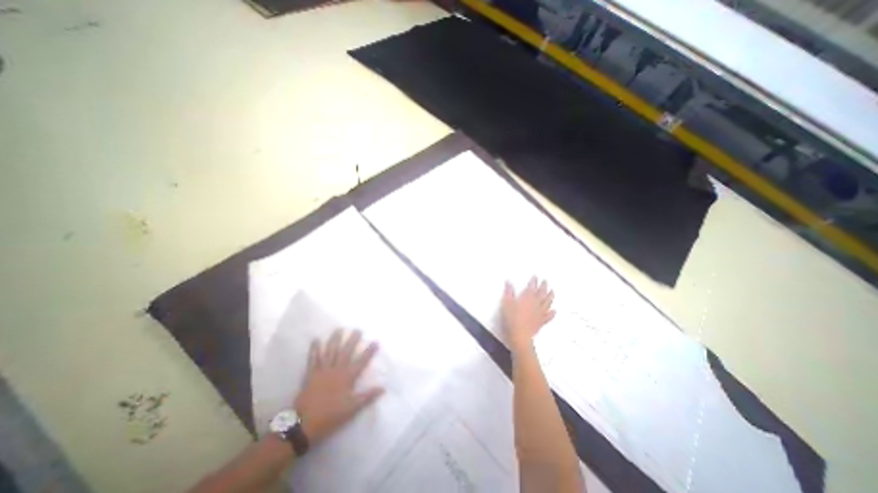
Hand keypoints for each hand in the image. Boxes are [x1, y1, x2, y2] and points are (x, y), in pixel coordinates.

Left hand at [294, 331, 385, 446]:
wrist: (304, 425)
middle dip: (353, 340)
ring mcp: (323, 370)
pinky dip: (314, 349)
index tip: (376, 341)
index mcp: (348, 377)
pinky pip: (313, 359)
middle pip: (346, 352)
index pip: (362, 361)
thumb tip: (383, 388)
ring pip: (331, 351)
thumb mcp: (352, 408)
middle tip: (358, 329)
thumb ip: (368, 396)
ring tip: (339, 329)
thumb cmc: (331, 416)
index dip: (369, 351)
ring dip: (335, 339)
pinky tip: (316, 340)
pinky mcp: (311, 374)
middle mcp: (337, 370)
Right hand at [500, 277, 554, 353]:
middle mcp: (535, 304)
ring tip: (552, 292)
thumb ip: (508, 292)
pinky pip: (548, 316)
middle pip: (541, 293)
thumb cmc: (511, 318)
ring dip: (550, 297)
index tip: (535, 276)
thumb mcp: (506, 303)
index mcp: (527, 298)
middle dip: (544, 286)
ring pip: (547, 303)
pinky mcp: (541, 322)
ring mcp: (540, 313)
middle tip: (546, 281)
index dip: (534, 281)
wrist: (519, 334)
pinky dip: (552, 313)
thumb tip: (509, 282)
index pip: (532, 287)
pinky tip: (554, 311)